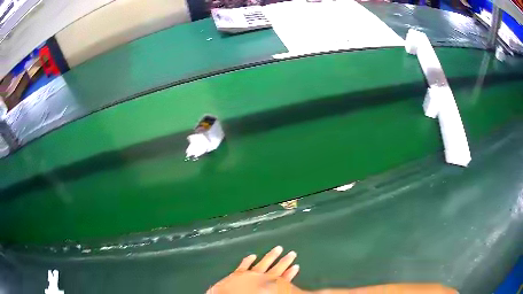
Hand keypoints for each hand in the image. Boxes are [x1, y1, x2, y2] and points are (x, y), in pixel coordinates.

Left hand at [207, 246, 303, 293]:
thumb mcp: (271, 292)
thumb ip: (278, 289)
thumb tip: (285, 287)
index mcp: (270, 285)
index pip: (284, 279)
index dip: (290, 273)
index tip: (297, 266)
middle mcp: (262, 278)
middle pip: (276, 269)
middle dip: (285, 261)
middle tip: (292, 253)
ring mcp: (250, 274)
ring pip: (263, 264)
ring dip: (271, 256)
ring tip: (278, 248)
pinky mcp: (237, 274)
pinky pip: (244, 266)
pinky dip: (248, 260)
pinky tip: (252, 255)